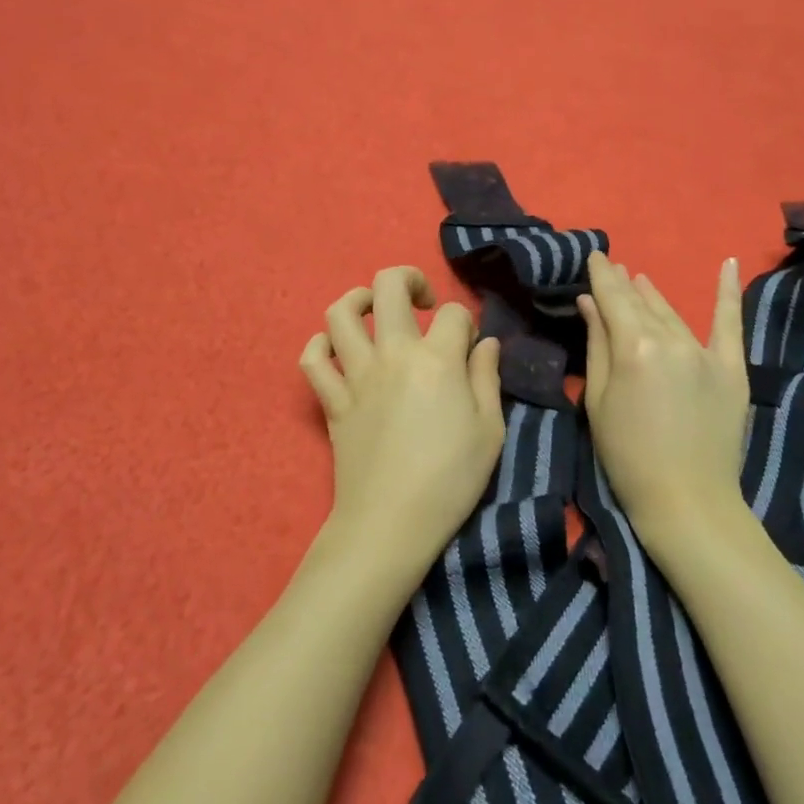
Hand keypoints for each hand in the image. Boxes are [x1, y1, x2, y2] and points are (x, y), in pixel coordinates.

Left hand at [300, 266, 505, 578]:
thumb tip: (486, 343)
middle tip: (423, 303)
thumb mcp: (490, 430)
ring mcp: (356, 375)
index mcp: (437, 360)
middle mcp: (393, 355)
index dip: (466, 322)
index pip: (454, 314)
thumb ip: (487, 378)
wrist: (391, 524)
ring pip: (341, 313)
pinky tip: (339, 350)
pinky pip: (312, 359)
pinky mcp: (331, 401)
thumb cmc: (451, 480)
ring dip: (359, 300)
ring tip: (377, 312)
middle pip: (389, 286)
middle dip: (409, 279)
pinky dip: (321, 346)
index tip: (469, 346)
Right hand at [578, 253, 749, 542]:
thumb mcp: (598, 401)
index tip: (595, 256)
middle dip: (624, 284)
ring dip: (655, 295)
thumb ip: (597, 345)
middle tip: (613, 268)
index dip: (602, 276)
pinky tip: (730, 264)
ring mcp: (705, 352)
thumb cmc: (627, 456)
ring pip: (673, 314)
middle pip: (641, 304)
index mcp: (634, 347)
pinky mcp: (731, 368)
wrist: (687, 500)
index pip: (613, 299)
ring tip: (641, 279)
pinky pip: (730, 324)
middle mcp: (670, 340)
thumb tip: (590, 302)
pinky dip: (729, 293)